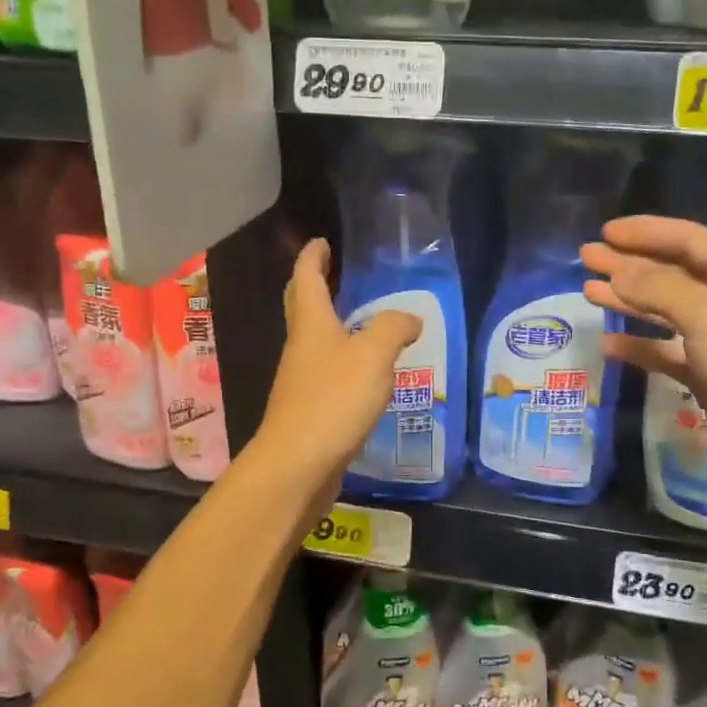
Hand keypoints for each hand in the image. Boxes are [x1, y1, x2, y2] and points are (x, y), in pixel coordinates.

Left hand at [253, 238, 420, 511]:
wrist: (298, 464)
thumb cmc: (333, 400)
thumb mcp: (373, 356)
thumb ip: (393, 329)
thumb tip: (408, 320)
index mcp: (311, 324)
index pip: (307, 278)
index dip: (313, 257)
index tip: (321, 242)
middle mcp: (301, 347)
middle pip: (302, 307)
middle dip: (314, 285)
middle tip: (333, 272)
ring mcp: (301, 380)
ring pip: (314, 341)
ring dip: (331, 325)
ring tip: (361, 322)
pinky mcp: (309, 410)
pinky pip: (326, 373)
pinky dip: (342, 361)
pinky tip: (364, 374)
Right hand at [582, 216, 706, 499]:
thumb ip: (658, 286)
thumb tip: (617, 270)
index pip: (688, 239)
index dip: (646, 231)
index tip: (605, 232)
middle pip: (671, 272)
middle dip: (629, 263)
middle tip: (587, 257)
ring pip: (665, 311)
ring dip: (628, 300)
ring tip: (588, 292)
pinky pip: (665, 352)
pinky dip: (638, 346)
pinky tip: (608, 344)